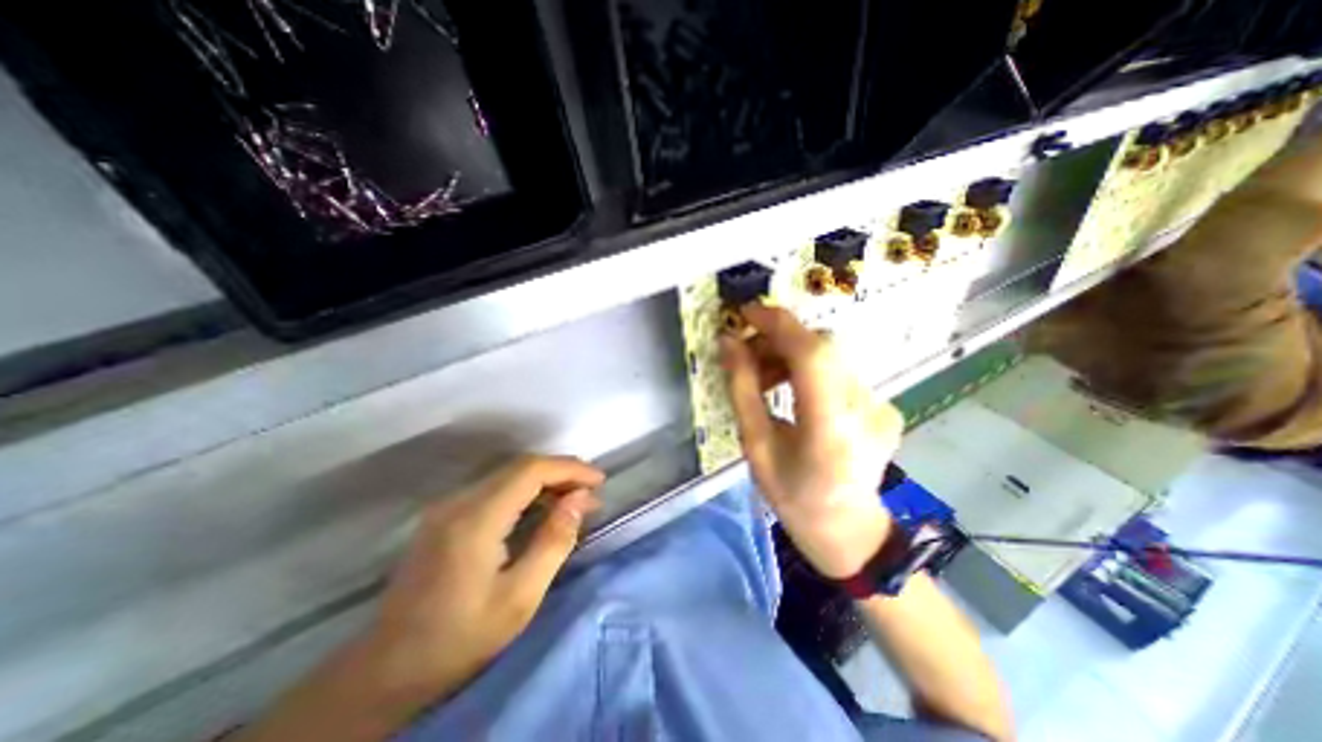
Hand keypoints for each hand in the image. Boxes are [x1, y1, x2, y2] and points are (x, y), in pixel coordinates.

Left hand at [363, 455, 605, 704]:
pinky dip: (526, 491)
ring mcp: (448, 506)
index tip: (599, 480)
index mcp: (476, 519)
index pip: (531, 470)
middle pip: (520, 467)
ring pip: (508, 475)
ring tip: (574, 499)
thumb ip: (554, 542)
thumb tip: (580, 500)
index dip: (569, 468)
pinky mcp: (445, 516)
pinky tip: (542, 508)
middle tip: (591, 492)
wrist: (385, 671)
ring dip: (546, 481)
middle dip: (561, 472)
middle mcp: (458, 501)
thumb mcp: (520, 598)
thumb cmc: (459, 639)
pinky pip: (495, 489)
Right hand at [723, 304, 899, 577]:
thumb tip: (728, 343)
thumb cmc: (793, 496)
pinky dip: (807, 369)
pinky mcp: (882, 403)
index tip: (745, 315)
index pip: (812, 354)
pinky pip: (837, 370)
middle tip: (746, 356)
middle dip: (777, 341)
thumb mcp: (756, 446)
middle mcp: (865, 409)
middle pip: (821, 348)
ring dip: (790, 355)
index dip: (778, 325)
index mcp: (830, 428)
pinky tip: (791, 390)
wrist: (848, 530)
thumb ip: (742, 389)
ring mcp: (880, 405)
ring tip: (764, 378)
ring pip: (828, 356)